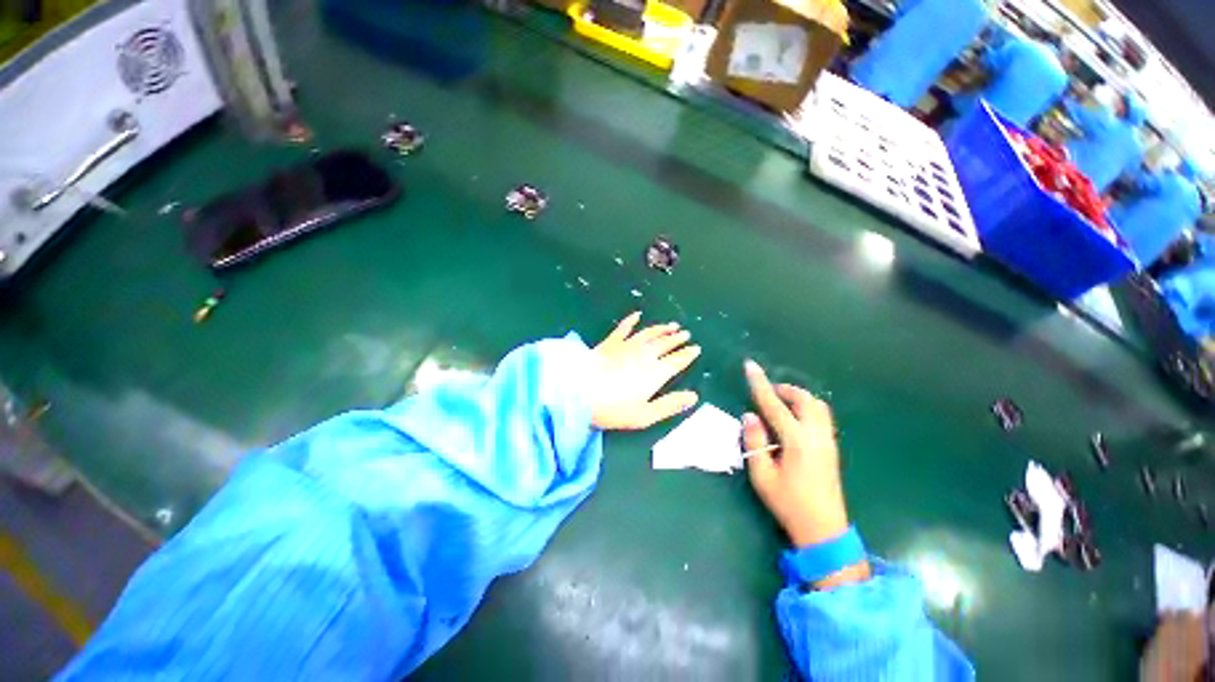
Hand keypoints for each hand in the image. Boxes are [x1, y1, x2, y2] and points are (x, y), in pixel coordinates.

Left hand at [589, 312, 700, 430]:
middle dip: (677, 339)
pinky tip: (637, 314)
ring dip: (662, 329)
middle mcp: (645, 355)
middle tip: (686, 334)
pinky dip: (631, 320)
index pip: (677, 361)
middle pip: (665, 344)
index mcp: (655, 373)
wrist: (579, 392)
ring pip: (649, 333)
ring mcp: (627, 345)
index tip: (696, 349)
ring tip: (672, 325)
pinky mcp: (610, 342)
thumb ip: (670, 405)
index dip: (687, 355)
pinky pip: (624, 327)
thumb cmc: (613, 409)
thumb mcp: (645, 415)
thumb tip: (693, 396)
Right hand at [742, 360, 848, 548]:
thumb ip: (755, 442)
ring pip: (817, 406)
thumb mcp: (762, 475)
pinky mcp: (831, 448)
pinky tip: (792, 421)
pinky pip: (821, 417)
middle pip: (805, 399)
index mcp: (797, 441)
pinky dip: (806, 409)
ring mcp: (828, 442)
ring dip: (798, 398)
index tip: (750, 366)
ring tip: (779, 404)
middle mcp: (816, 436)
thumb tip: (750, 416)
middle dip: (785, 389)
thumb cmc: (788, 503)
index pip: (774, 404)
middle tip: (767, 392)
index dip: (760, 384)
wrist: (823, 529)